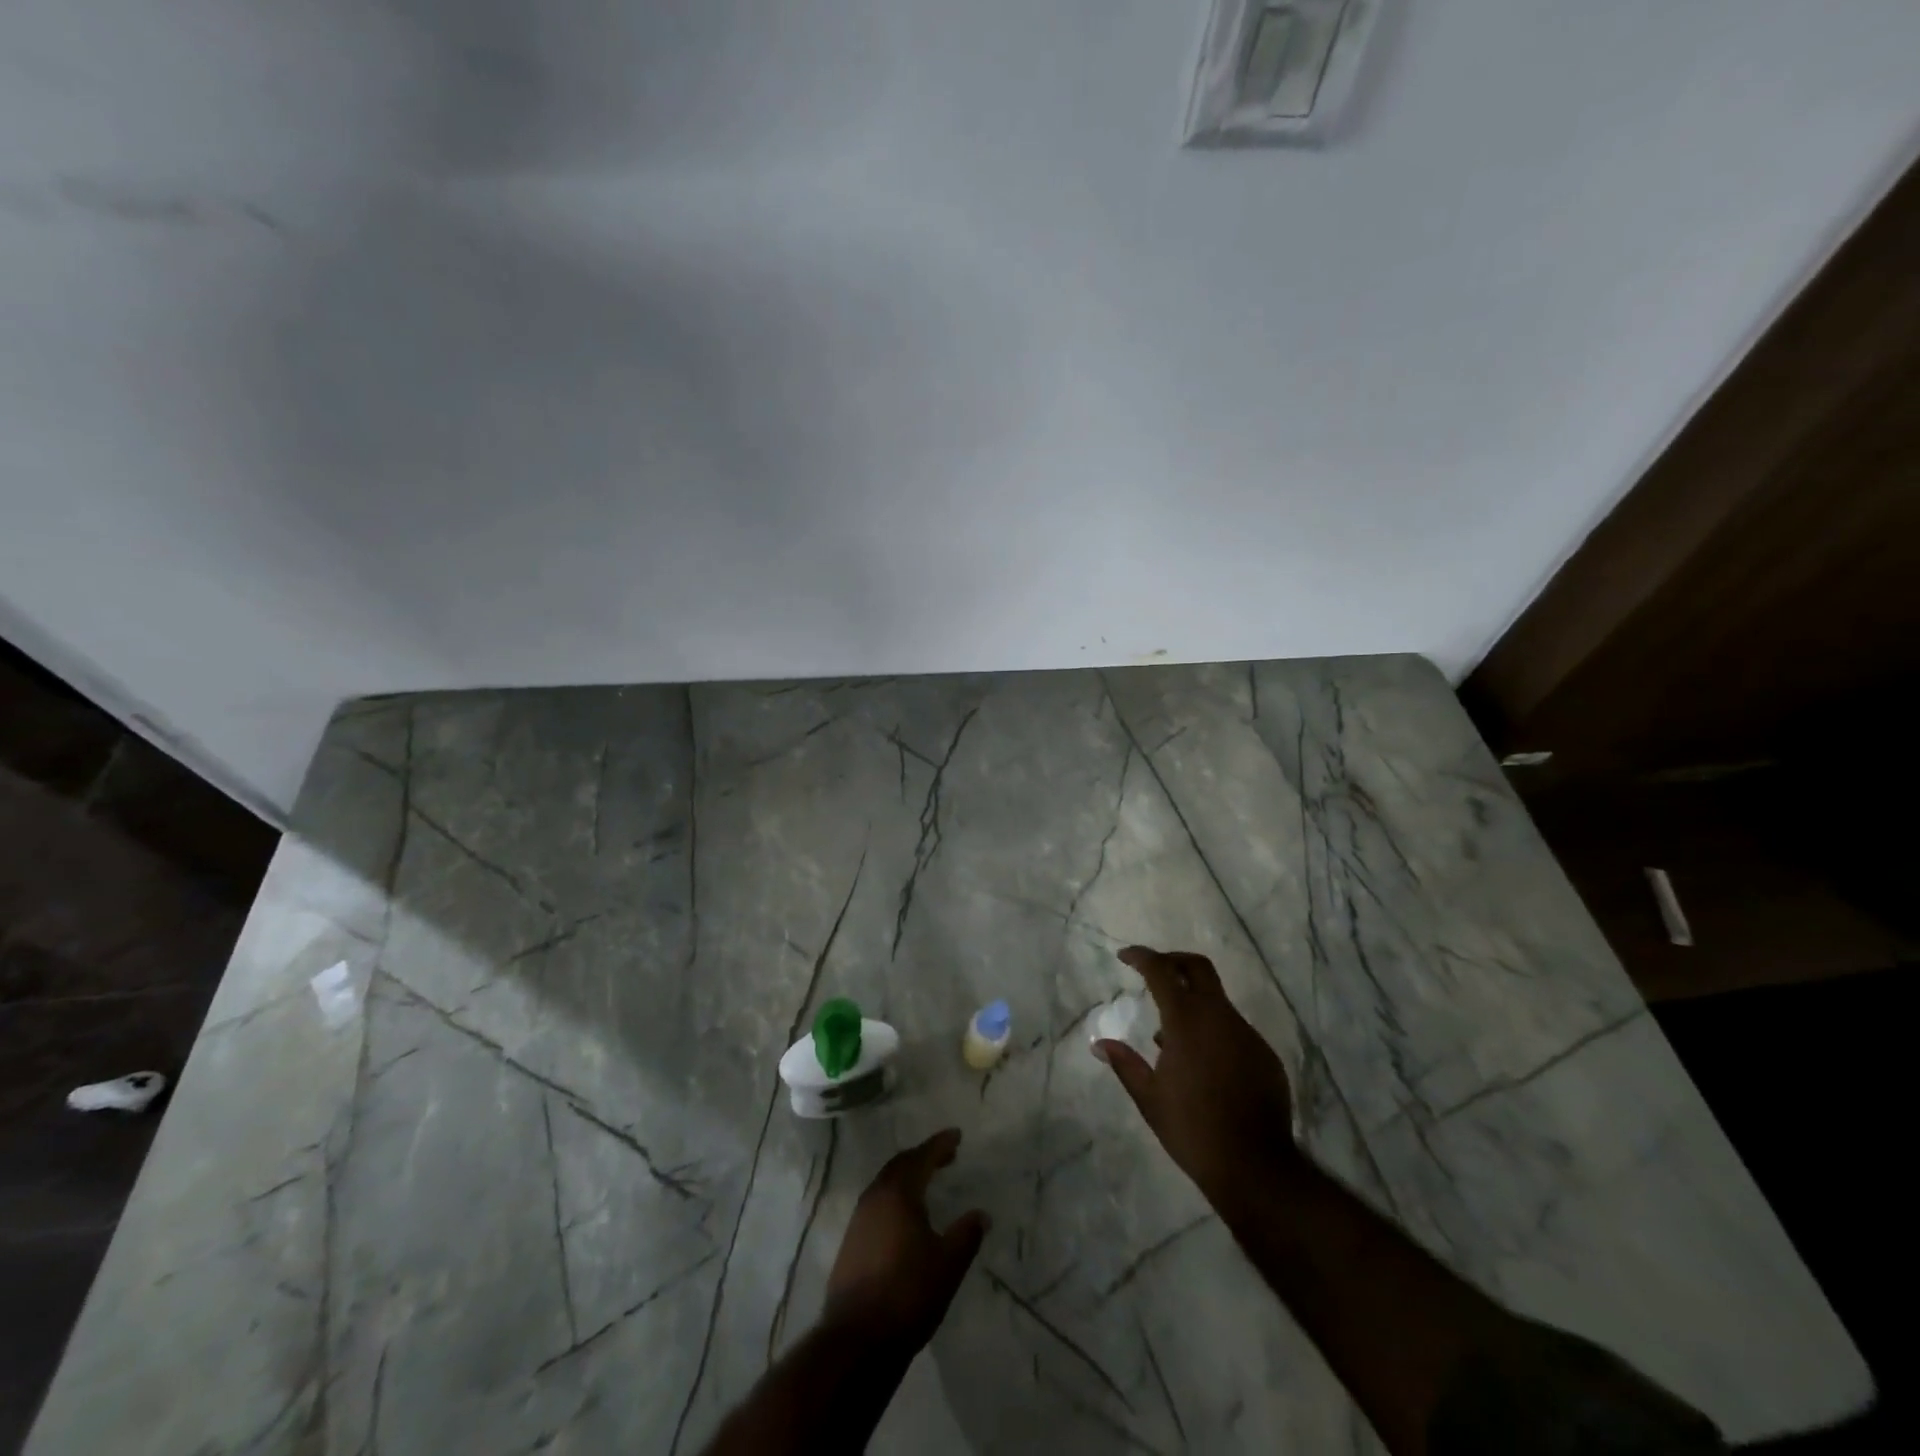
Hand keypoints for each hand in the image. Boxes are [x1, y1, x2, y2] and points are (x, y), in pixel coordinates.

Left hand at [823, 1128, 988, 1348]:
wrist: (857, 1340)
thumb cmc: (908, 1294)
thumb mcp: (948, 1264)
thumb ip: (966, 1235)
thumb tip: (981, 1214)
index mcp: (898, 1193)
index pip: (922, 1157)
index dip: (940, 1144)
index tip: (957, 1135)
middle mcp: (875, 1197)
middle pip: (900, 1165)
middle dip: (923, 1156)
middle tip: (946, 1156)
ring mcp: (858, 1220)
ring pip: (885, 1183)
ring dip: (907, 1176)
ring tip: (927, 1182)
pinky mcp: (850, 1242)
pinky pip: (877, 1203)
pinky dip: (895, 1196)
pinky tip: (905, 1216)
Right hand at [1096, 946, 1300, 1206]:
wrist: (1255, 1167)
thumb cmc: (1192, 1129)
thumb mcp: (1149, 1098)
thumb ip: (1125, 1064)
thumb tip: (1099, 1043)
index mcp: (1187, 1022)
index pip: (1161, 971)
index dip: (1142, 957)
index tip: (1125, 956)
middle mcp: (1219, 1017)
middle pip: (1198, 968)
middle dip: (1173, 961)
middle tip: (1153, 971)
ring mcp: (1247, 1034)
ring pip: (1217, 1002)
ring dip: (1193, 1004)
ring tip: (1171, 1037)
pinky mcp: (1265, 1055)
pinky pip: (1234, 1030)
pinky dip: (1213, 1031)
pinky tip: (1202, 1063)